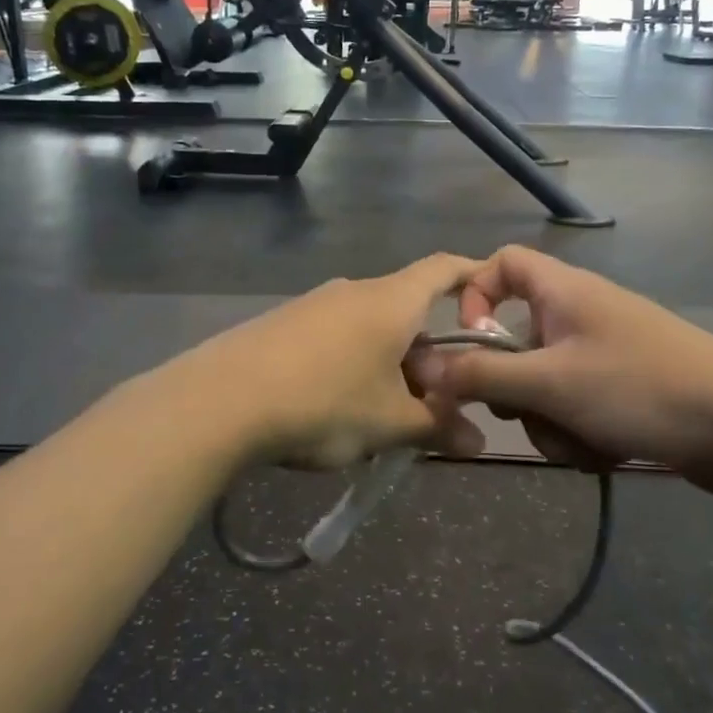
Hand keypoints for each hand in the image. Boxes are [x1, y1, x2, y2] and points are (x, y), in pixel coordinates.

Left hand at [171, 254, 487, 471]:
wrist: (221, 400)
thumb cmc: (324, 401)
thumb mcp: (389, 423)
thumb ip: (437, 427)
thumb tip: (478, 443)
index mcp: (390, 301)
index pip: (443, 269)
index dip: (472, 277)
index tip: (491, 297)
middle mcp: (354, 291)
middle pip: (406, 312)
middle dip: (427, 356)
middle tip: (430, 405)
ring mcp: (314, 305)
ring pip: (370, 329)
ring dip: (388, 366)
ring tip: (383, 417)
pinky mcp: (283, 324)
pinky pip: (335, 338)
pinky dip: (353, 365)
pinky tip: (337, 409)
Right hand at [409, 246, 712, 496]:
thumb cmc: (640, 388)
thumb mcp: (550, 384)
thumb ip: (482, 374)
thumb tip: (423, 367)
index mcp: (562, 291)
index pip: (501, 264)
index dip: (475, 295)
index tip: (469, 342)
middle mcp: (581, 312)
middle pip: (516, 338)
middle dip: (514, 387)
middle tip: (528, 411)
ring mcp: (605, 351)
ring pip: (545, 382)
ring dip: (549, 420)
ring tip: (580, 443)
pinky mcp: (626, 387)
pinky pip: (577, 404)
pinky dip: (579, 431)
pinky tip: (604, 454)